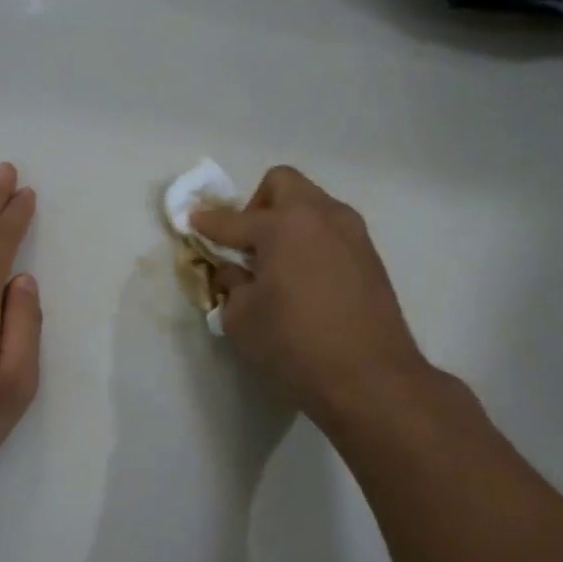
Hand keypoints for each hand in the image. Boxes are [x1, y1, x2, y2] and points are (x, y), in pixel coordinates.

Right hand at [193, 166, 429, 429]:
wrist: (370, 377)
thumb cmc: (294, 344)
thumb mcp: (242, 318)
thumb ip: (230, 283)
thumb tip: (232, 270)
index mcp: (284, 225)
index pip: (232, 219)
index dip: (207, 223)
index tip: (192, 222)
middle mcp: (321, 216)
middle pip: (282, 184)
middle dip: (256, 204)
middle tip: (246, 243)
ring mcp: (351, 233)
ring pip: (312, 205)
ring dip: (288, 221)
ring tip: (276, 263)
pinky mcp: (370, 256)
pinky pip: (330, 230)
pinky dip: (311, 241)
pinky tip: (304, 279)